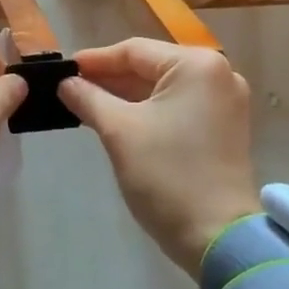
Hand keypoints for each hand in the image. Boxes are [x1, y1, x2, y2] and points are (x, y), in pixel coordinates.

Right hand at [58, 39, 261, 271]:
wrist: (218, 238)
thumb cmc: (167, 175)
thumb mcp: (119, 132)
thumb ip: (89, 98)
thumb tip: (66, 82)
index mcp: (197, 65)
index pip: (135, 51)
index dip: (95, 60)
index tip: (63, 71)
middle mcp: (218, 74)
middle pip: (151, 66)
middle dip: (110, 79)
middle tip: (70, 89)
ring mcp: (225, 101)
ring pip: (163, 88)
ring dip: (127, 95)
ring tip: (86, 104)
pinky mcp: (224, 127)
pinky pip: (178, 106)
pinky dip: (148, 111)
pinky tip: (117, 118)